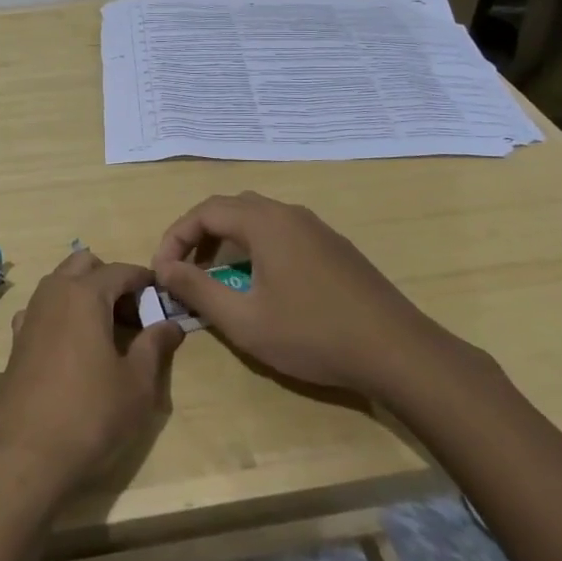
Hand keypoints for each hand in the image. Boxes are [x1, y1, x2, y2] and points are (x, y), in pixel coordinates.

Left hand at [0, 250, 183, 514]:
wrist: (21, 456)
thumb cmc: (89, 415)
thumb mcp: (136, 384)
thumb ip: (155, 346)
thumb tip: (171, 324)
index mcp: (84, 294)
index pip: (121, 270)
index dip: (146, 282)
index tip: (164, 300)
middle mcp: (53, 293)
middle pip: (84, 265)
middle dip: (111, 280)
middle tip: (134, 316)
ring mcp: (30, 316)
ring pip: (60, 284)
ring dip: (85, 294)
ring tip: (108, 333)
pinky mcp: (16, 341)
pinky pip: (44, 310)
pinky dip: (63, 315)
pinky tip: (76, 350)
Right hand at [152, 192, 455, 400]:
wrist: (398, 352)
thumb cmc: (313, 334)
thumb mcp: (244, 320)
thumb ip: (198, 289)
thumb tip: (164, 268)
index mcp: (265, 222)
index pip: (204, 211)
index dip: (175, 237)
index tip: (162, 271)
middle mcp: (290, 214)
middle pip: (230, 208)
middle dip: (199, 235)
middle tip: (184, 269)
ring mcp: (317, 229)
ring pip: (258, 219)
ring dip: (228, 241)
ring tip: (216, 277)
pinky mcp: (335, 248)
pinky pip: (282, 233)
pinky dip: (255, 247)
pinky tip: (261, 283)